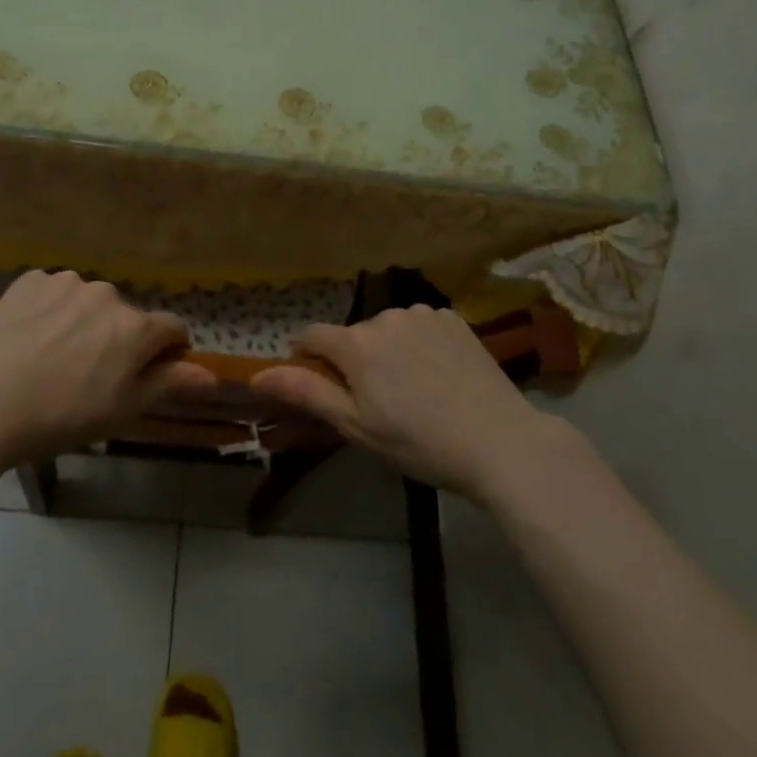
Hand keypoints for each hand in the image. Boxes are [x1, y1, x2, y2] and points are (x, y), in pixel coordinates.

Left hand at [0, 270, 216, 466]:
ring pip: (88, 302)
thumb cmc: (59, 416)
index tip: (145, 374)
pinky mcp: (30, 280)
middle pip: (126, 316)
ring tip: (51, 357)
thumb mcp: (121, 411)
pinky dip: (48, 310)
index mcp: (135, 327)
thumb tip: (211, 375)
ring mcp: (66, 282)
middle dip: (117, 338)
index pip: (171, 328)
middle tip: (87, 375)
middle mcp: (107, 294)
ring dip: (82, 322)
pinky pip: (52, 292)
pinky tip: (27, 339)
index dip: (166, 352)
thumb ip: (169, 384)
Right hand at [251, 305, 575, 495]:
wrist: (499, 441)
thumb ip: (307, 393)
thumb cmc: (419, 443)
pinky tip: (439, 375)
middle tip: (379, 404)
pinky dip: (419, 344)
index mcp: (356, 343)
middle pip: (353, 335)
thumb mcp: (357, 427)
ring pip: (387, 329)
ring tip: (414, 391)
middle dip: (355, 361)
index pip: (312, 336)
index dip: (308, 359)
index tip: (322, 387)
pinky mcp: (453, 318)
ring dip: (388, 351)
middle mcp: (385, 316)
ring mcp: (422, 313)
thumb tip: (257, 373)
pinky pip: (420, 326)